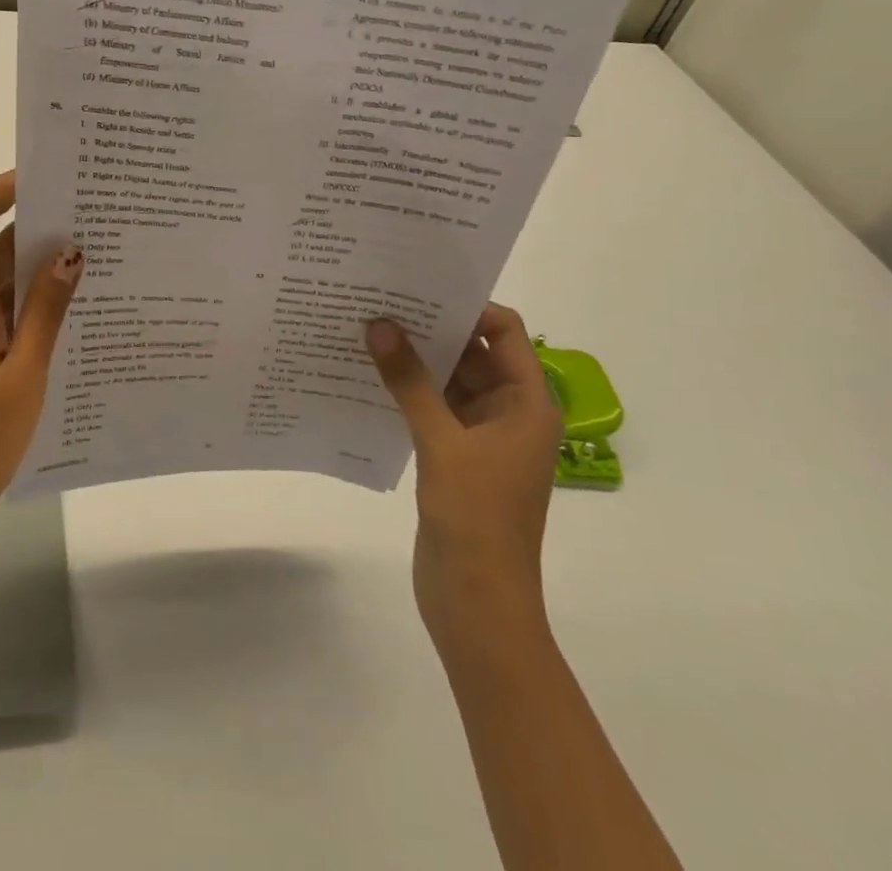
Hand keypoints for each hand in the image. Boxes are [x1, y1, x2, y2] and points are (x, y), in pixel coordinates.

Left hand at [0, 171, 82, 524]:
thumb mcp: (25, 375)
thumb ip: (46, 311)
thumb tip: (70, 252)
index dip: (1, 188)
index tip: (47, 178)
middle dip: (38, 230)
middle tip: (95, 221)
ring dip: (36, 271)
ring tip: (95, 263)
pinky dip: (26, 305)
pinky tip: (68, 316)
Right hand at [365, 306, 562, 639]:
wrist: (477, 604)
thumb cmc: (476, 519)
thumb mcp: (441, 442)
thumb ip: (409, 381)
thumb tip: (379, 323)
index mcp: (526, 402)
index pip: (504, 331)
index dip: (466, 306)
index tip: (417, 287)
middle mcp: (508, 411)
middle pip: (472, 351)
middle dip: (430, 327)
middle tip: (378, 299)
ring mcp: (480, 435)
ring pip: (448, 379)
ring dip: (414, 359)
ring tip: (365, 329)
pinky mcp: (454, 456)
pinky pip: (431, 407)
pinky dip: (406, 390)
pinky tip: (367, 375)